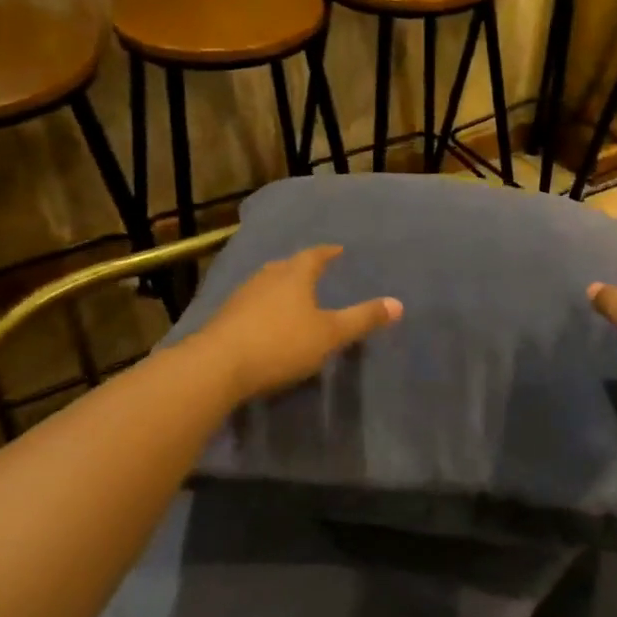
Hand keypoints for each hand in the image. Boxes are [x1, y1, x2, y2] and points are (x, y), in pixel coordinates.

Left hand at [193, 245, 401, 401]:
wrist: (217, 366)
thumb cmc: (281, 344)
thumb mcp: (330, 334)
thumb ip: (362, 319)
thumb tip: (399, 304)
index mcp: (294, 274)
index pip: (315, 255)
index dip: (328, 253)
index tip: (338, 250)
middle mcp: (267, 277)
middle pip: (288, 266)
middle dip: (302, 268)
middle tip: (316, 271)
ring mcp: (242, 296)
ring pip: (267, 284)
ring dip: (281, 287)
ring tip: (293, 295)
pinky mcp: (225, 318)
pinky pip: (252, 304)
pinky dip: (265, 307)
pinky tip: (267, 321)